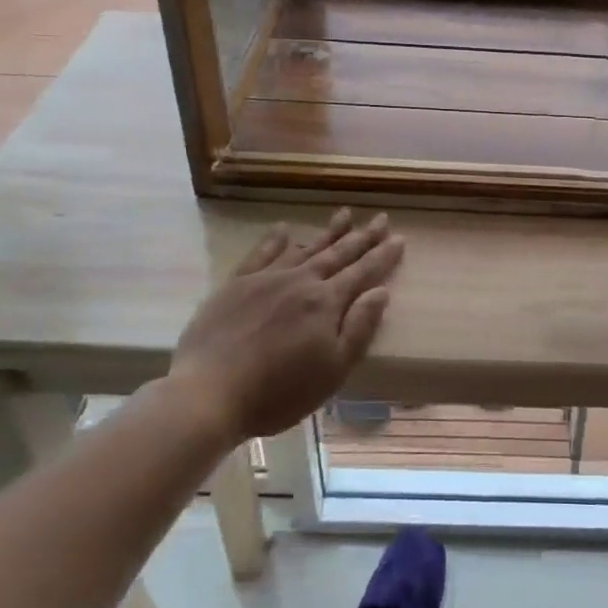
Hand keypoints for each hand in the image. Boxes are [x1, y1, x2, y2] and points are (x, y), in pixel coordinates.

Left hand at [162, 209, 405, 441]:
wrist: (208, 393)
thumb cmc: (278, 391)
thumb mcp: (333, 370)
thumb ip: (359, 328)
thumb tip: (380, 292)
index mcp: (326, 303)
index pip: (363, 272)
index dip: (383, 256)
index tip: (399, 238)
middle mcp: (300, 281)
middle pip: (337, 254)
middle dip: (362, 237)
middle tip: (381, 218)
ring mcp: (266, 279)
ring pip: (304, 247)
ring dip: (327, 232)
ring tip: (344, 214)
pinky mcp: (236, 285)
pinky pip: (261, 253)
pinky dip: (275, 239)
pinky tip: (284, 229)